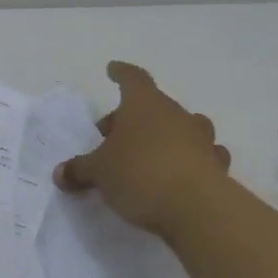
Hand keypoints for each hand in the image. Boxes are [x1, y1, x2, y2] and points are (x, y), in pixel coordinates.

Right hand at [53, 62, 231, 234]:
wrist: (197, 208)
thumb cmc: (140, 174)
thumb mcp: (98, 172)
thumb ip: (79, 169)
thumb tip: (60, 173)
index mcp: (144, 105)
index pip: (132, 78)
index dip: (121, 73)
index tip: (113, 69)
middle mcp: (175, 114)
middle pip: (153, 106)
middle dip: (132, 118)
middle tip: (112, 139)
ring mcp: (200, 139)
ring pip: (181, 128)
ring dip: (164, 137)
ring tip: (148, 156)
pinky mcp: (216, 166)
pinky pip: (200, 155)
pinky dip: (188, 160)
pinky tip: (178, 175)